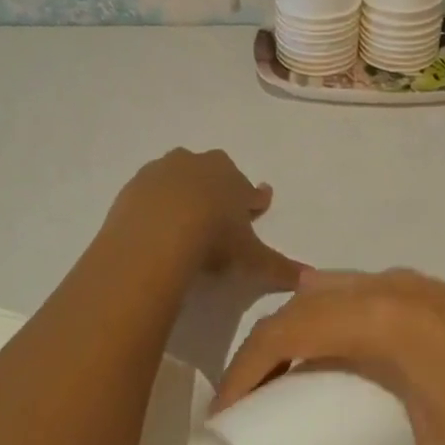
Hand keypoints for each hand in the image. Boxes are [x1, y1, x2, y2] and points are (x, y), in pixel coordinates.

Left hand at [110, 148, 303, 292]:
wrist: (155, 234)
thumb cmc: (213, 239)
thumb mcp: (250, 258)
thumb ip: (279, 267)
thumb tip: (311, 278)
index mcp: (232, 179)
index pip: (249, 190)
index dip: (254, 201)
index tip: (257, 206)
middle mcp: (199, 165)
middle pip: (213, 175)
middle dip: (218, 191)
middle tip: (218, 214)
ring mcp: (164, 171)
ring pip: (179, 178)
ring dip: (184, 193)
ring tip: (183, 220)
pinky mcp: (134, 185)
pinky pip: (150, 192)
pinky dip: (155, 204)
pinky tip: (154, 226)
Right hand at [216, 269, 444, 444]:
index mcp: (380, 322)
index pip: (285, 331)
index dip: (241, 370)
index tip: (223, 414)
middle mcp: (387, 289)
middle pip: (298, 306)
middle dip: (260, 351)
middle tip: (246, 404)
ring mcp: (412, 284)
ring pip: (329, 291)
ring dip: (295, 328)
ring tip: (285, 380)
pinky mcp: (432, 290)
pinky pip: (358, 291)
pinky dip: (328, 316)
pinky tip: (341, 356)